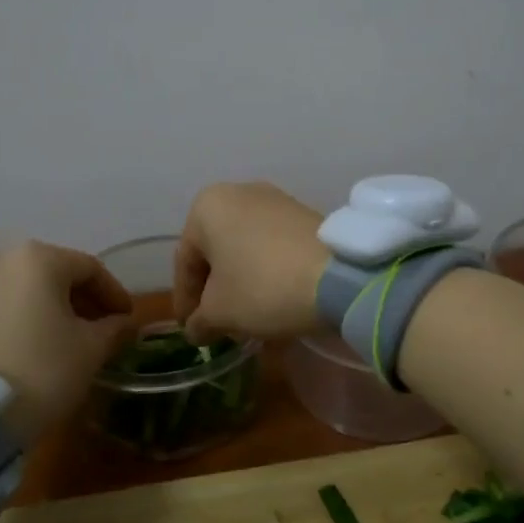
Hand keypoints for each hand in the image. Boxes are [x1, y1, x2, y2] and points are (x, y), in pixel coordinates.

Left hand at [0, 240, 135, 443]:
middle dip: (79, 299)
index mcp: (38, 259)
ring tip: (62, 338)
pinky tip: (27, 346)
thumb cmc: (40, 370)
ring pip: (20, 290)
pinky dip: (16, 319)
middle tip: (99, 327)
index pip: (89, 268)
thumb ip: (113, 329)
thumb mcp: (91, 351)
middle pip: (51, 274)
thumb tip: (122, 323)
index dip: (114, 293)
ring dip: (46, 308)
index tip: (127, 318)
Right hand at [173, 182, 328, 341]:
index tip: (190, 329)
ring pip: (245, 247)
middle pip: (216, 251)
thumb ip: (199, 320)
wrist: (338, 275)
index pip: (185, 262)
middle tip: (216, 323)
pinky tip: (273, 298)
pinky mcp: (305, 214)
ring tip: (245, 315)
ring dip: (241, 280)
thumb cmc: (263, 286)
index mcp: (207, 207)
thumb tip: (196, 329)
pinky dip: (266, 271)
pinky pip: (272, 246)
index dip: (185, 301)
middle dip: (214, 289)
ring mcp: (276, 200)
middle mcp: (239, 192)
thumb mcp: (220, 312)